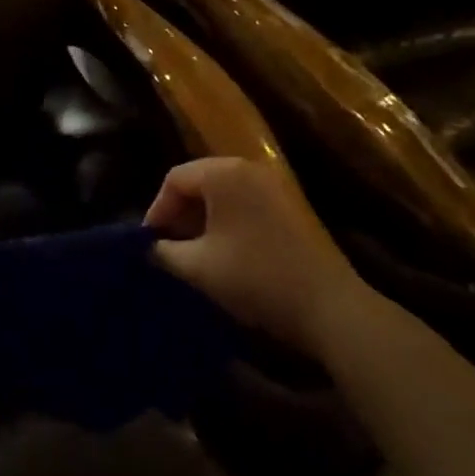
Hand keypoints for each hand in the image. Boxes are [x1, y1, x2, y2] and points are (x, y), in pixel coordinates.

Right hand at [145, 158, 361, 355]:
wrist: (327, 307)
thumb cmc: (254, 278)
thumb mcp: (197, 267)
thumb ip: (162, 252)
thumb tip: (146, 248)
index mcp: (224, 174)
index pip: (174, 179)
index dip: (156, 210)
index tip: (149, 243)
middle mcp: (249, 169)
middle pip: (198, 181)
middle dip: (178, 213)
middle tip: (167, 246)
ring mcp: (273, 186)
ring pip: (221, 193)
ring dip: (201, 218)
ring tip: (191, 252)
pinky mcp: (289, 206)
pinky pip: (244, 203)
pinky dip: (225, 222)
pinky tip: (222, 252)